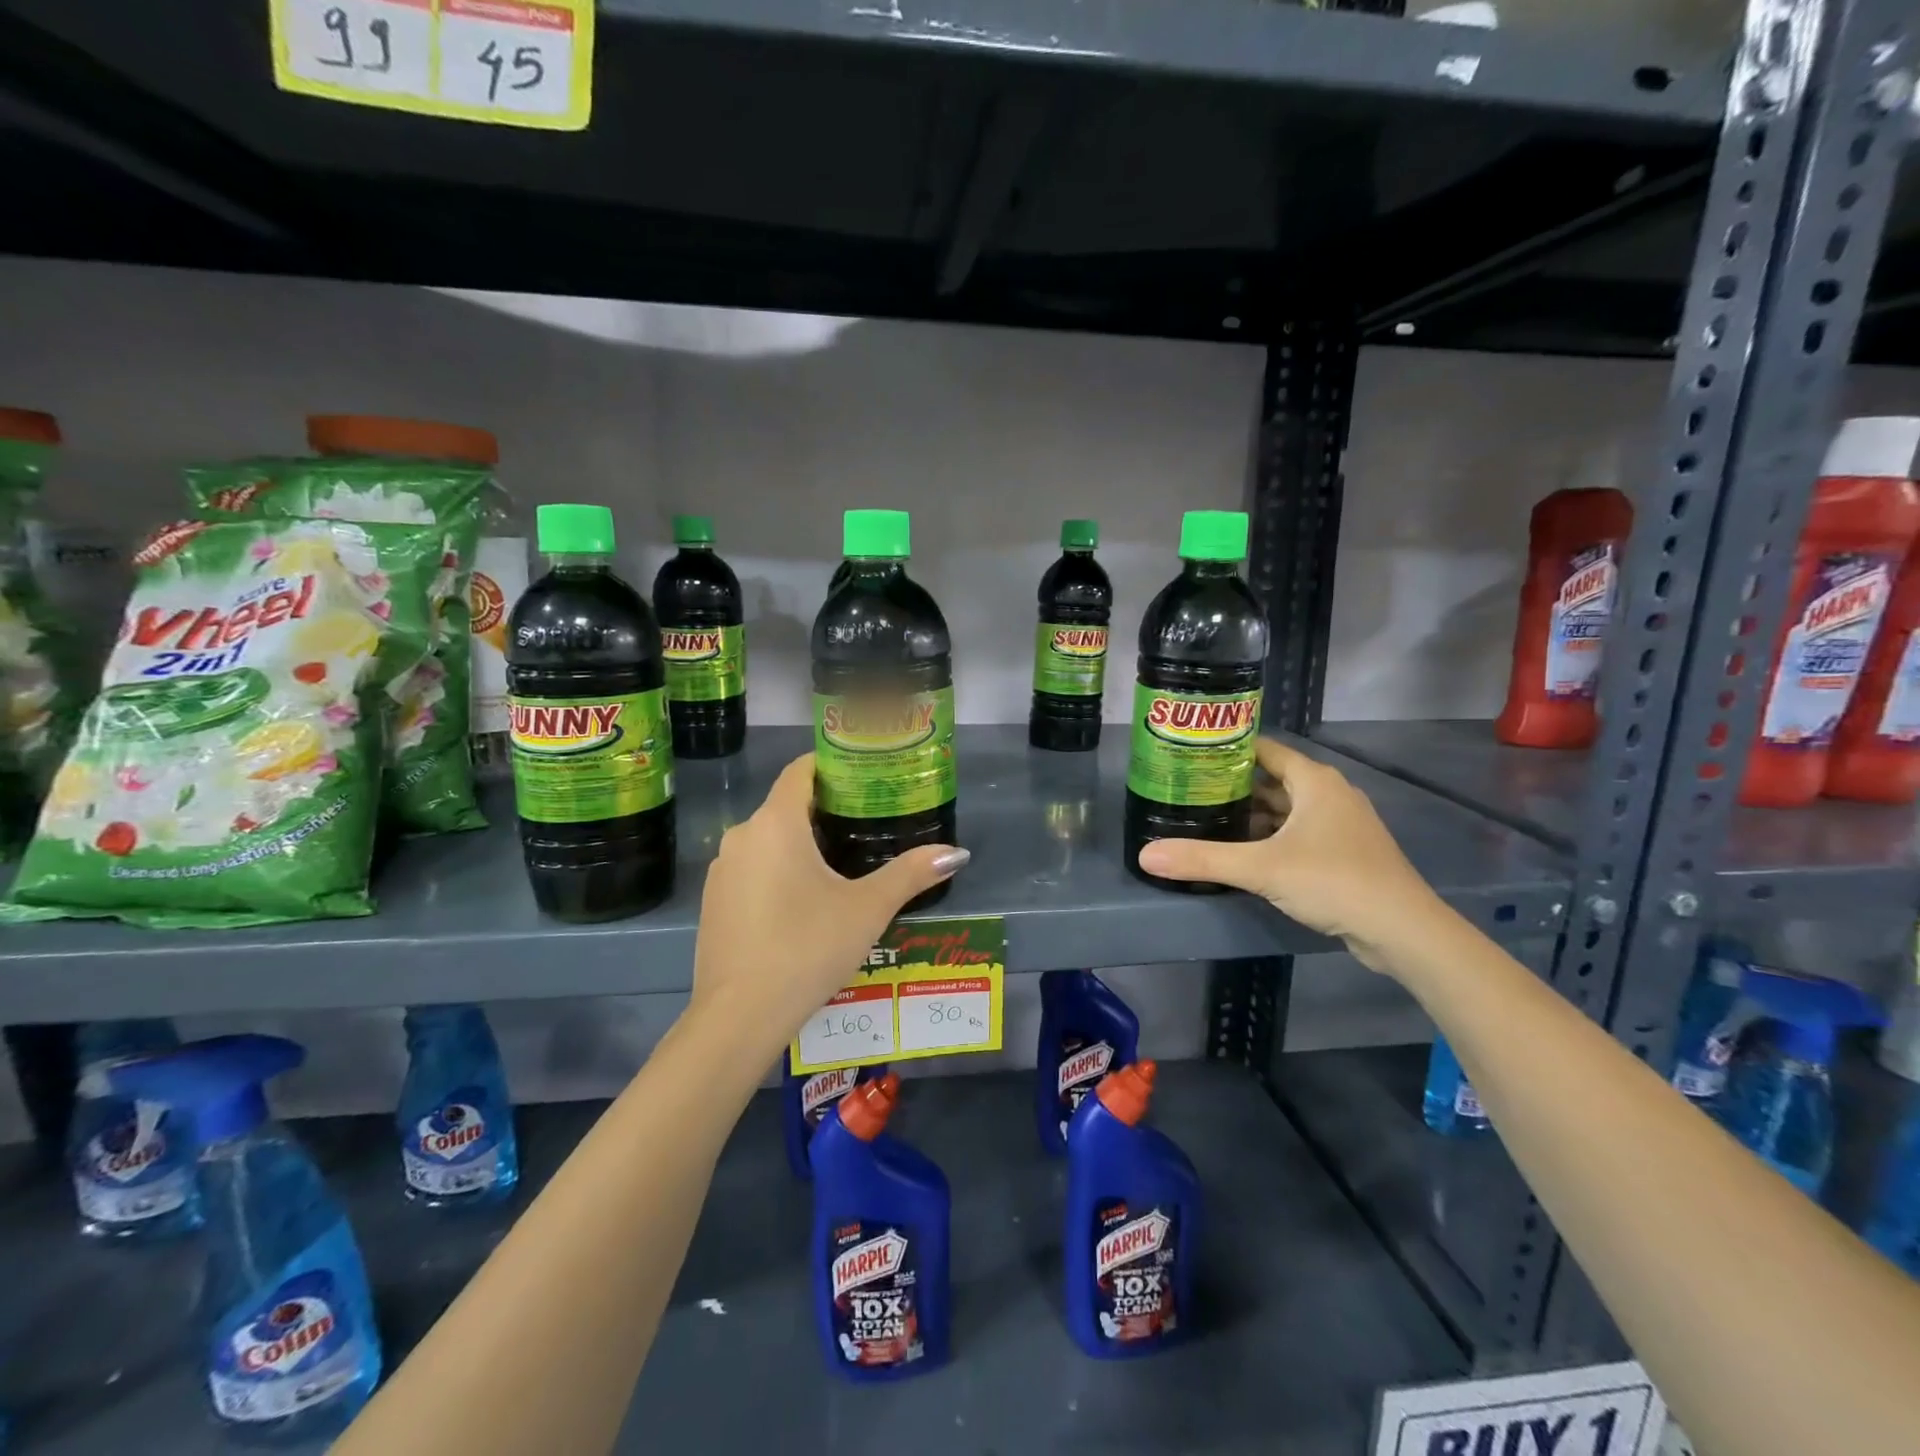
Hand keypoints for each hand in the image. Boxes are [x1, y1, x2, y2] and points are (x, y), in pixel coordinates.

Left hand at [689, 753, 968, 1055]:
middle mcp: (742, 836)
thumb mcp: (868, 908)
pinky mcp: (714, 901)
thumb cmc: (807, 948)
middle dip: (827, 809)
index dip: (834, 764)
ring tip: (845, 862)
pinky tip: (804, 902)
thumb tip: (957, 853)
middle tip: (870, 822)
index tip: (867, 774)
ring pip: (769, 840)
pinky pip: (752, 869)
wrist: (739, 1016)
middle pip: (787, 805)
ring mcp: (722, 870)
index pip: (801, 769)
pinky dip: (779, 870)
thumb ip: (911, 873)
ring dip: (802, 843)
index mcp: (776, 823)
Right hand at [1136, 737, 1442, 971]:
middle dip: (1233, 786)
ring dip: (1252, 815)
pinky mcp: (1344, 852)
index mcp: (1314, 781)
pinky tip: (1244, 853)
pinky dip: (1271, 837)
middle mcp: (1329, 794)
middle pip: (1272, 779)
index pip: (1264, 749)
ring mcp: (1340, 824)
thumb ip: (1203, 859)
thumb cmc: (1334, 881)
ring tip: (1208, 820)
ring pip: (1286, 809)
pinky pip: (1298, 833)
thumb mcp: (1261, 868)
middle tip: (1190, 792)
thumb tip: (1145, 854)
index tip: (1191, 757)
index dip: (1228, 750)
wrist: (1403, 930)